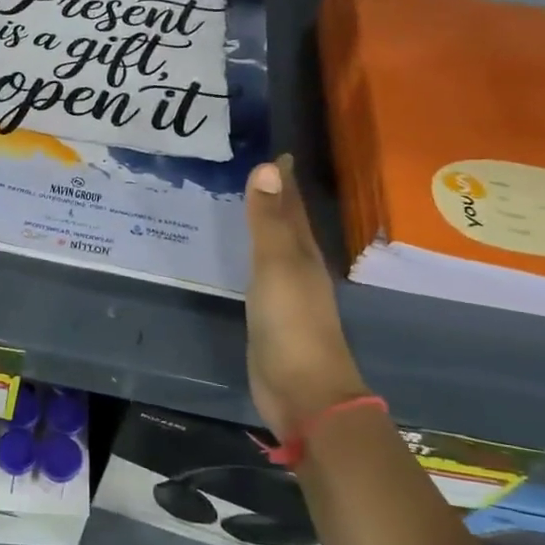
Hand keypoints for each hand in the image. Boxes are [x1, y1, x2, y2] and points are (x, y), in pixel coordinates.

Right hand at [244, 154, 368, 437]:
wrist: (302, 391)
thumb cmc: (291, 324)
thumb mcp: (277, 266)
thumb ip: (268, 220)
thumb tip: (267, 166)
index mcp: (303, 252)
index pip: (292, 206)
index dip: (284, 180)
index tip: (276, 152)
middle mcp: (298, 268)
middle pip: (288, 225)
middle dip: (276, 198)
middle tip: (257, 171)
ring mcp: (286, 295)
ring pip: (274, 249)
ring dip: (263, 227)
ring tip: (245, 205)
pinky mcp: (270, 318)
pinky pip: (259, 275)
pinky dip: (251, 258)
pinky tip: (241, 258)